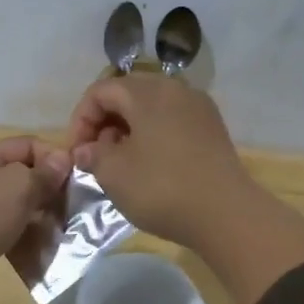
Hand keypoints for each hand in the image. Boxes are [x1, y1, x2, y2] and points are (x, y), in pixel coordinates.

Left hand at [0, 136, 71, 303]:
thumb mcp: (17, 187)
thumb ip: (43, 173)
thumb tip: (63, 159)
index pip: (25, 144)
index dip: (53, 157)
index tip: (77, 179)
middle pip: (17, 175)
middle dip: (46, 188)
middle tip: (71, 206)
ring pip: (10, 204)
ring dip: (35, 214)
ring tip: (59, 227)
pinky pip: (0, 228)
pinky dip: (19, 234)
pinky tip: (37, 245)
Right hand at [65, 73, 255, 246]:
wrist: (226, 214)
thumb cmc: (162, 188)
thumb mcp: (114, 174)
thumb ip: (93, 155)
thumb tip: (87, 149)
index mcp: (147, 92)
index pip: (100, 91)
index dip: (80, 119)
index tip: (77, 152)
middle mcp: (175, 89)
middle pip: (127, 93)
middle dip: (104, 121)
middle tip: (95, 154)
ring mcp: (198, 108)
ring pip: (151, 107)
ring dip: (128, 129)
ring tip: (120, 162)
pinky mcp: (212, 129)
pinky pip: (172, 120)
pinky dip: (153, 135)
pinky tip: (149, 164)